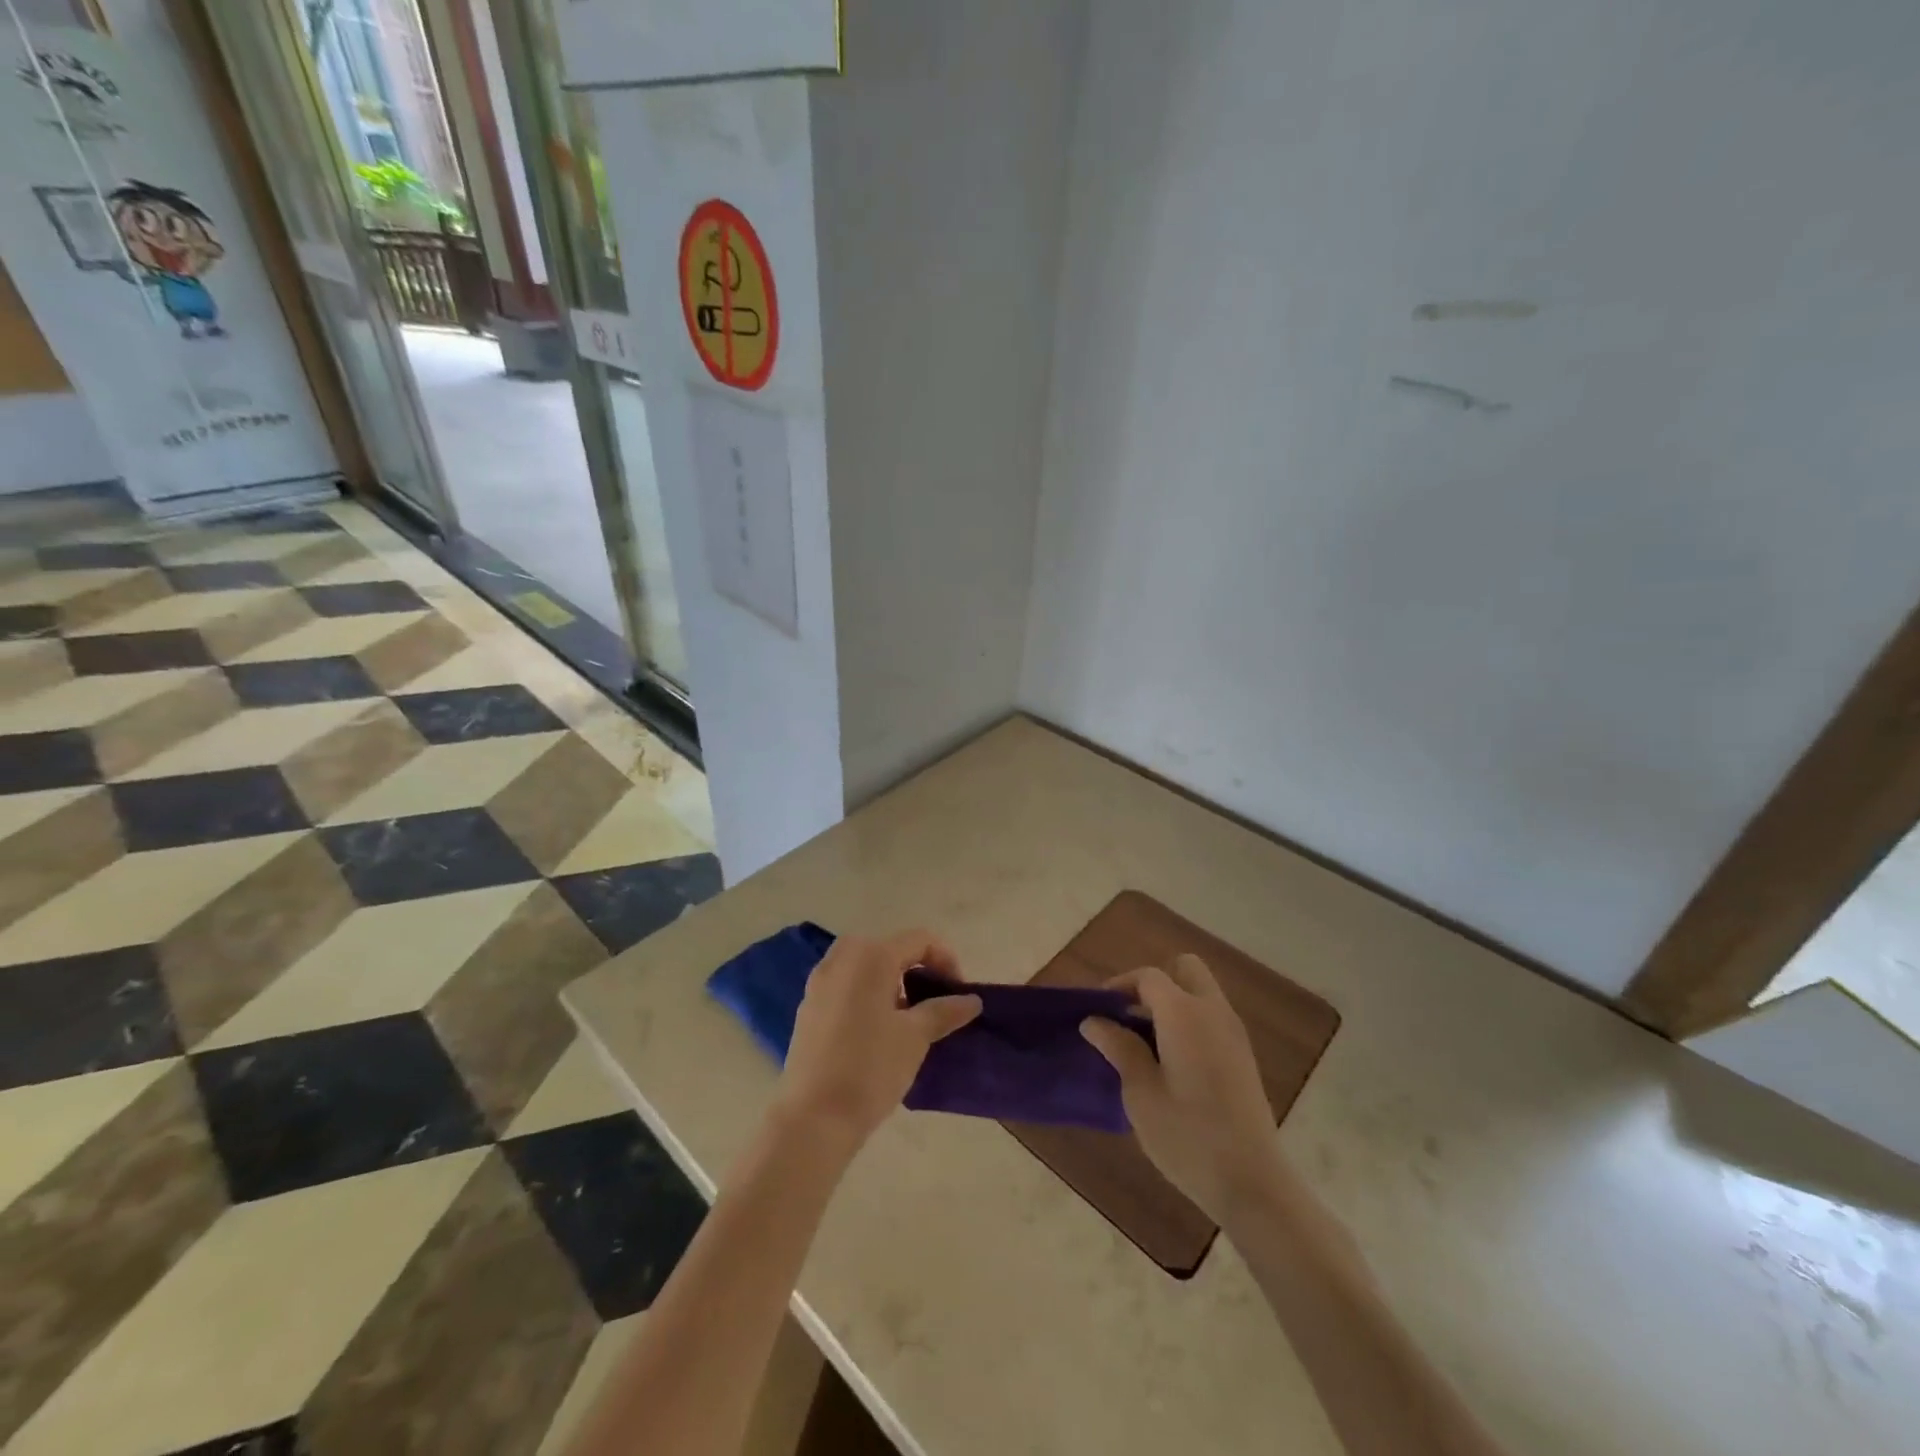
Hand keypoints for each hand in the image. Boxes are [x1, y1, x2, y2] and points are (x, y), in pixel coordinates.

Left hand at [776, 930, 981, 1146]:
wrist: (813, 1117)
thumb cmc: (871, 1068)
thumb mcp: (915, 1037)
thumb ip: (944, 1011)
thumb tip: (971, 1000)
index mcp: (871, 955)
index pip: (919, 940)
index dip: (946, 960)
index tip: (958, 994)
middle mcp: (842, 958)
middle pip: (890, 948)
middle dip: (916, 969)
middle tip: (933, 1001)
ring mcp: (819, 982)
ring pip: (865, 966)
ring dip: (891, 981)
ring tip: (906, 1018)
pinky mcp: (808, 1006)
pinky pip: (845, 985)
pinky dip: (867, 994)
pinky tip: (875, 1032)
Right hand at [1081, 954, 1281, 1225]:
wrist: (1252, 1183)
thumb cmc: (1187, 1136)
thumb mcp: (1140, 1092)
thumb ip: (1118, 1048)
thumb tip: (1093, 1021)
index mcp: (1184, 1013)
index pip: (1148, 977)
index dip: (1120, 986)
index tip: (1098, 1011)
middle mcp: (1213, 1011)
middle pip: (1184, 969)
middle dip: (1154, 983)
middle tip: (1129, 1017)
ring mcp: (1234, 1033)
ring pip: (1200, 993)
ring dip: (1172, 1003)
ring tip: (1144, 1044)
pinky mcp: (1243, 1057)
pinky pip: (1211, 1018)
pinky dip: (1189, 1023)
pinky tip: (1172, 1064)